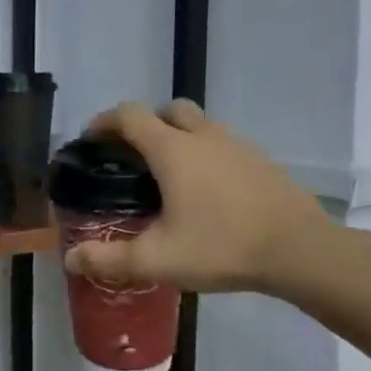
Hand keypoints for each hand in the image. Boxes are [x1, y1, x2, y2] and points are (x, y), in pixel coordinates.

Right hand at [63, 99, 341, 300]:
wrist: (301, 250)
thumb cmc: (222, 246)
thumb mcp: (158, 260)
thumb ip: (110, 259)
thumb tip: (69, 260)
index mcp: (173, 150)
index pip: (129, 115)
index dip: (105, 122)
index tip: (91, 139)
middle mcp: (203, 136)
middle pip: (167, 110)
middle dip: (144, 124)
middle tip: (132, 156)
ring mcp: (237, 145)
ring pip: (198, 124)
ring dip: (177, 137)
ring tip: (168, 175)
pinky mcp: (260, 160)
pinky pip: (222, 143)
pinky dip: (205, 153)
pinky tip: (206, 191)